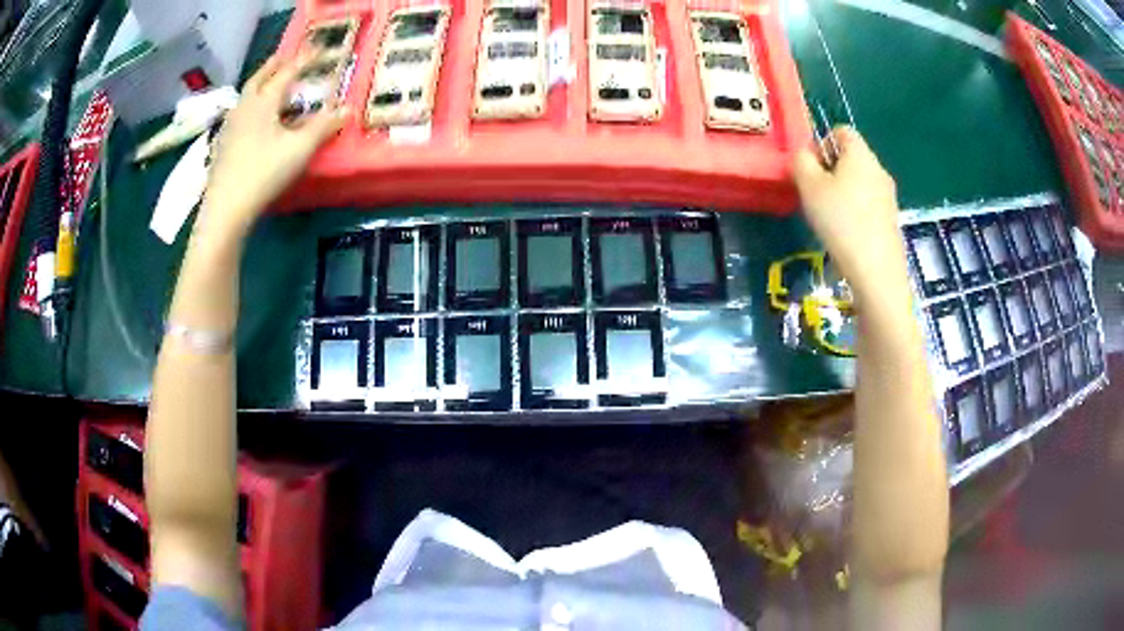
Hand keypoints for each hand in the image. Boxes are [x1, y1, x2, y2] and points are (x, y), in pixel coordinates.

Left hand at [199, 55, 349, 239]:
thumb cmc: (263, 173)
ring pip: (246, 96)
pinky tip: (251, 120)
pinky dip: (249, 107)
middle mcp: (244, 107)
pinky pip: (238, 115)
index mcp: (263, 102)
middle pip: (260, 77)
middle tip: (286, 57)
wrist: (225, 209)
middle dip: (275, 65)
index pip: (288, 72)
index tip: (320, 49)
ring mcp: (230, 126)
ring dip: (259, 85)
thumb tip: (347, 109)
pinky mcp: (222, 146)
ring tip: (268, 85)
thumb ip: (323, 126)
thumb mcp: (299, 149)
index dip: (305, 59)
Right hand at [791, 127, 904, 299]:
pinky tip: (847, 235)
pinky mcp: (891, 220)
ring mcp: (888, 196)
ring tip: (830, 218)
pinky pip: (869, 204)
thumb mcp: (809, 186)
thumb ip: (800, 161)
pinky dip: (856, 212)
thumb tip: (804, 155)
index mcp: (860, 154)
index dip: (822, 143)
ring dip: (843, 193)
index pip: (841, 130)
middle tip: (817, 196)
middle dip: (831, 171)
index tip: (812, 170)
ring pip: (860, 182)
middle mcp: (878, 169)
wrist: (876, 271)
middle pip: (851, 157)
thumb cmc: (841, 221)